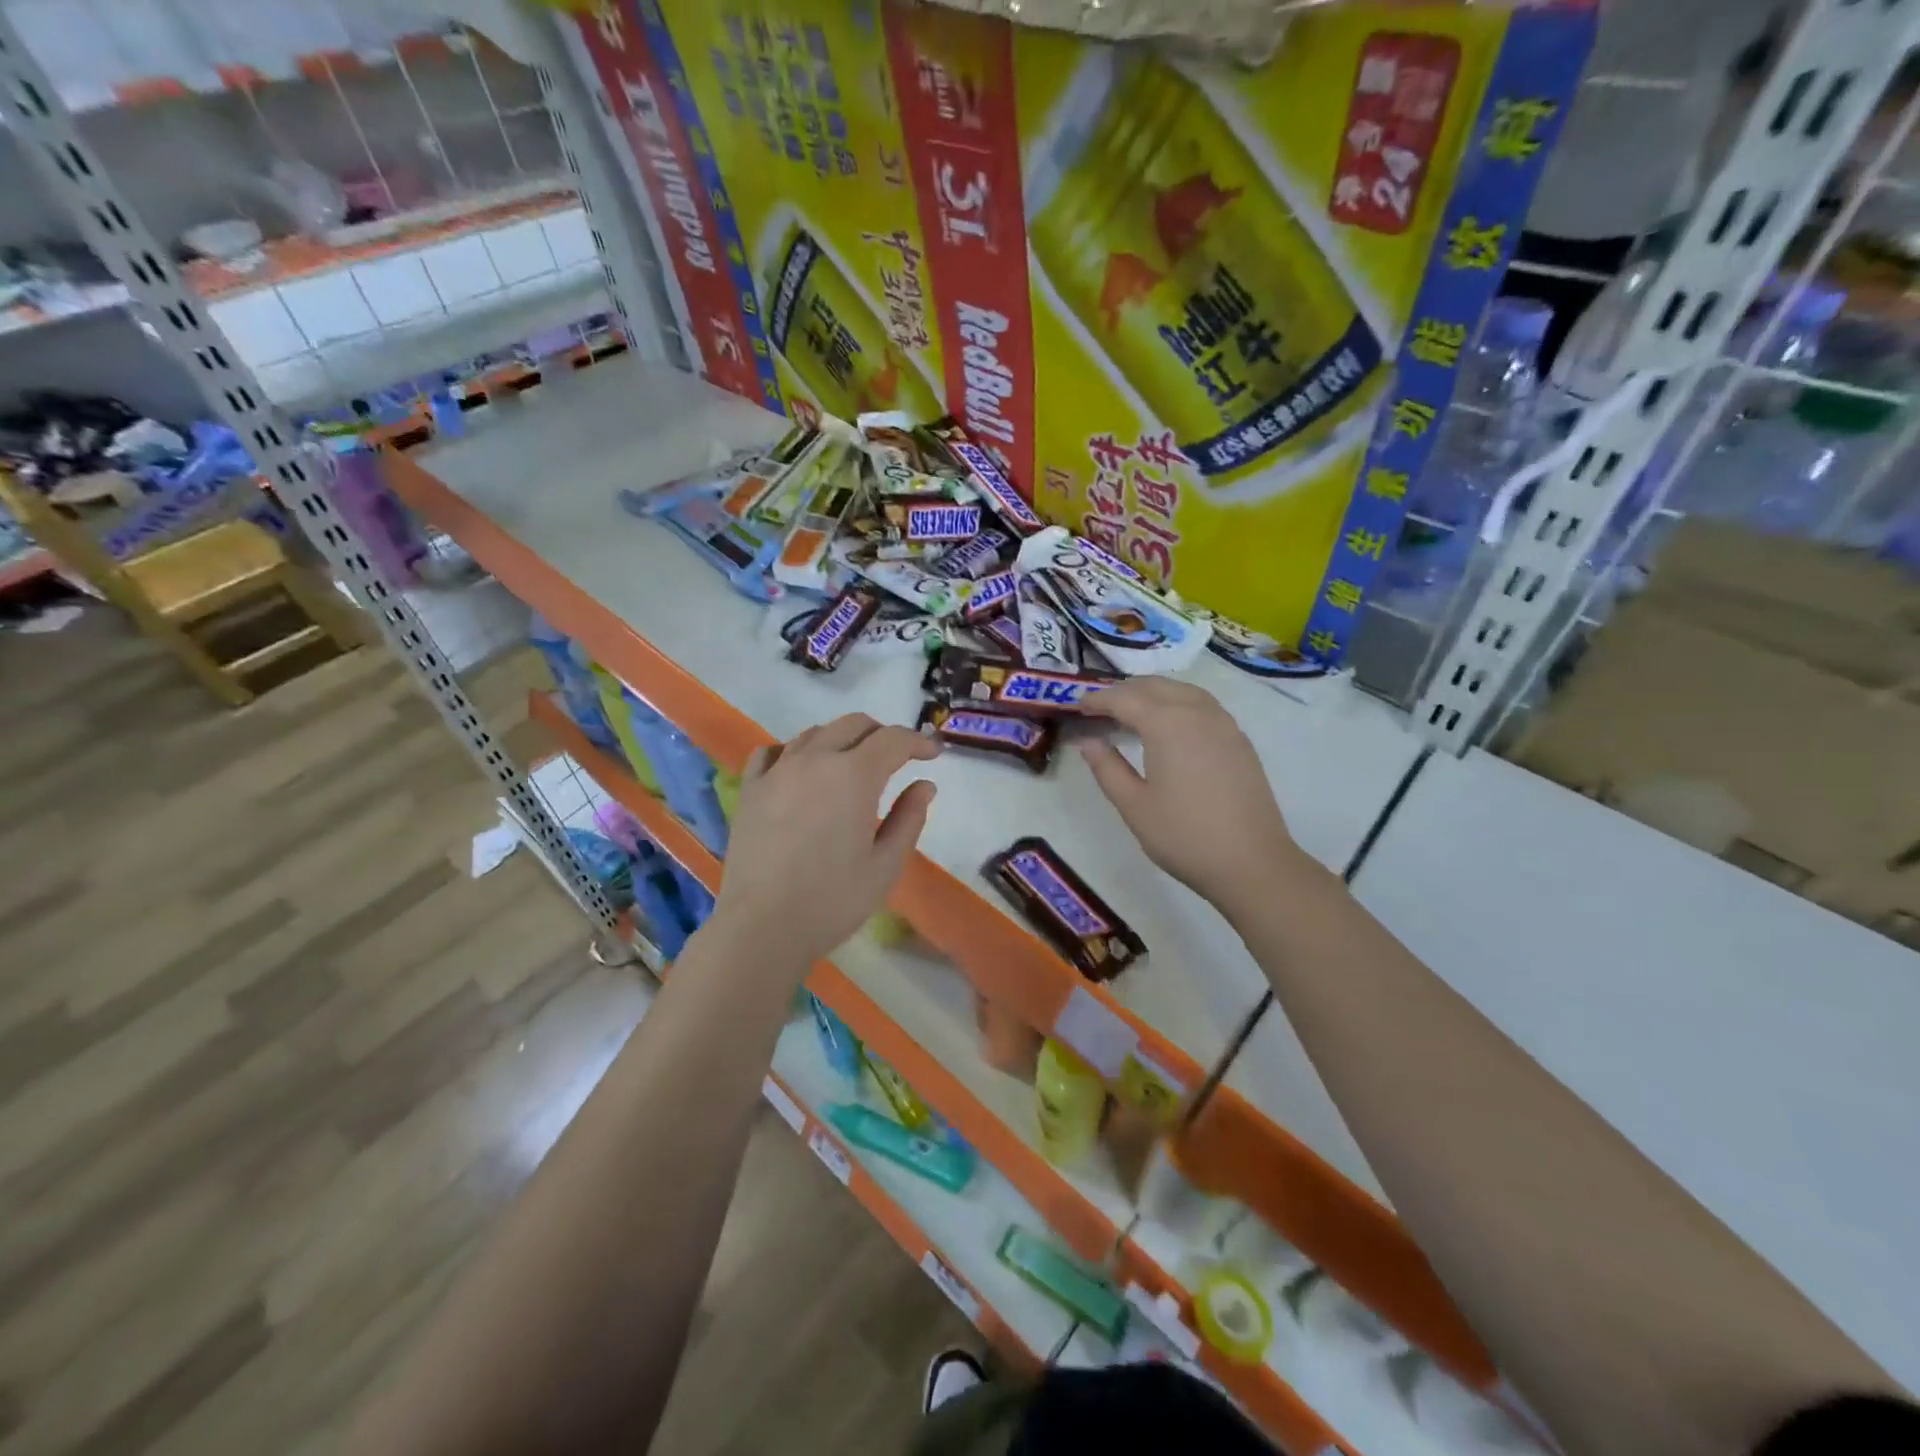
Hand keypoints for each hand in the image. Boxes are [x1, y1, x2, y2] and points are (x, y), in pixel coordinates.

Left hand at [714, 713, 940, 967]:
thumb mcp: (886, 864)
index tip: (933, 754)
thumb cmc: (833, 900)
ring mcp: (778, 770)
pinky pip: (774, 751)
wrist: (763, 926)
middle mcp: (815, 759)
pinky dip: (796, 751)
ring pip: (815, 733)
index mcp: (855, 775)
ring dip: (842, 739)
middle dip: (882, 734)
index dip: (918, 742)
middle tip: (898, 757)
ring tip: (852, 764)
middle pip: (854, 724)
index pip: (893, 740)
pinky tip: (802, 770)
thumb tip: (925, 785)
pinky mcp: (750, 788)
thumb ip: (909, 818)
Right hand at [1079, 679, 1306, 919]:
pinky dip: (1177, 703)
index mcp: (1167, 724)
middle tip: (1100, 709)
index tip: (1077, 707)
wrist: (1252, 862)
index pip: (1124, 699)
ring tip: (1131, 713)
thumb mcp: (1133, 805)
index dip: (1097, 700)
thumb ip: (1107, 768)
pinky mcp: (1239, 740)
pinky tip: (1170, 727)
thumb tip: (1088, 742)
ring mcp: (1223, 724)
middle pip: (1155, 686)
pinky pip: (1202, 705)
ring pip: (1182, 690)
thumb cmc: (1184, 835)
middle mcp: (1196, 712)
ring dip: (1153, 693)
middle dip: (1124, 691)